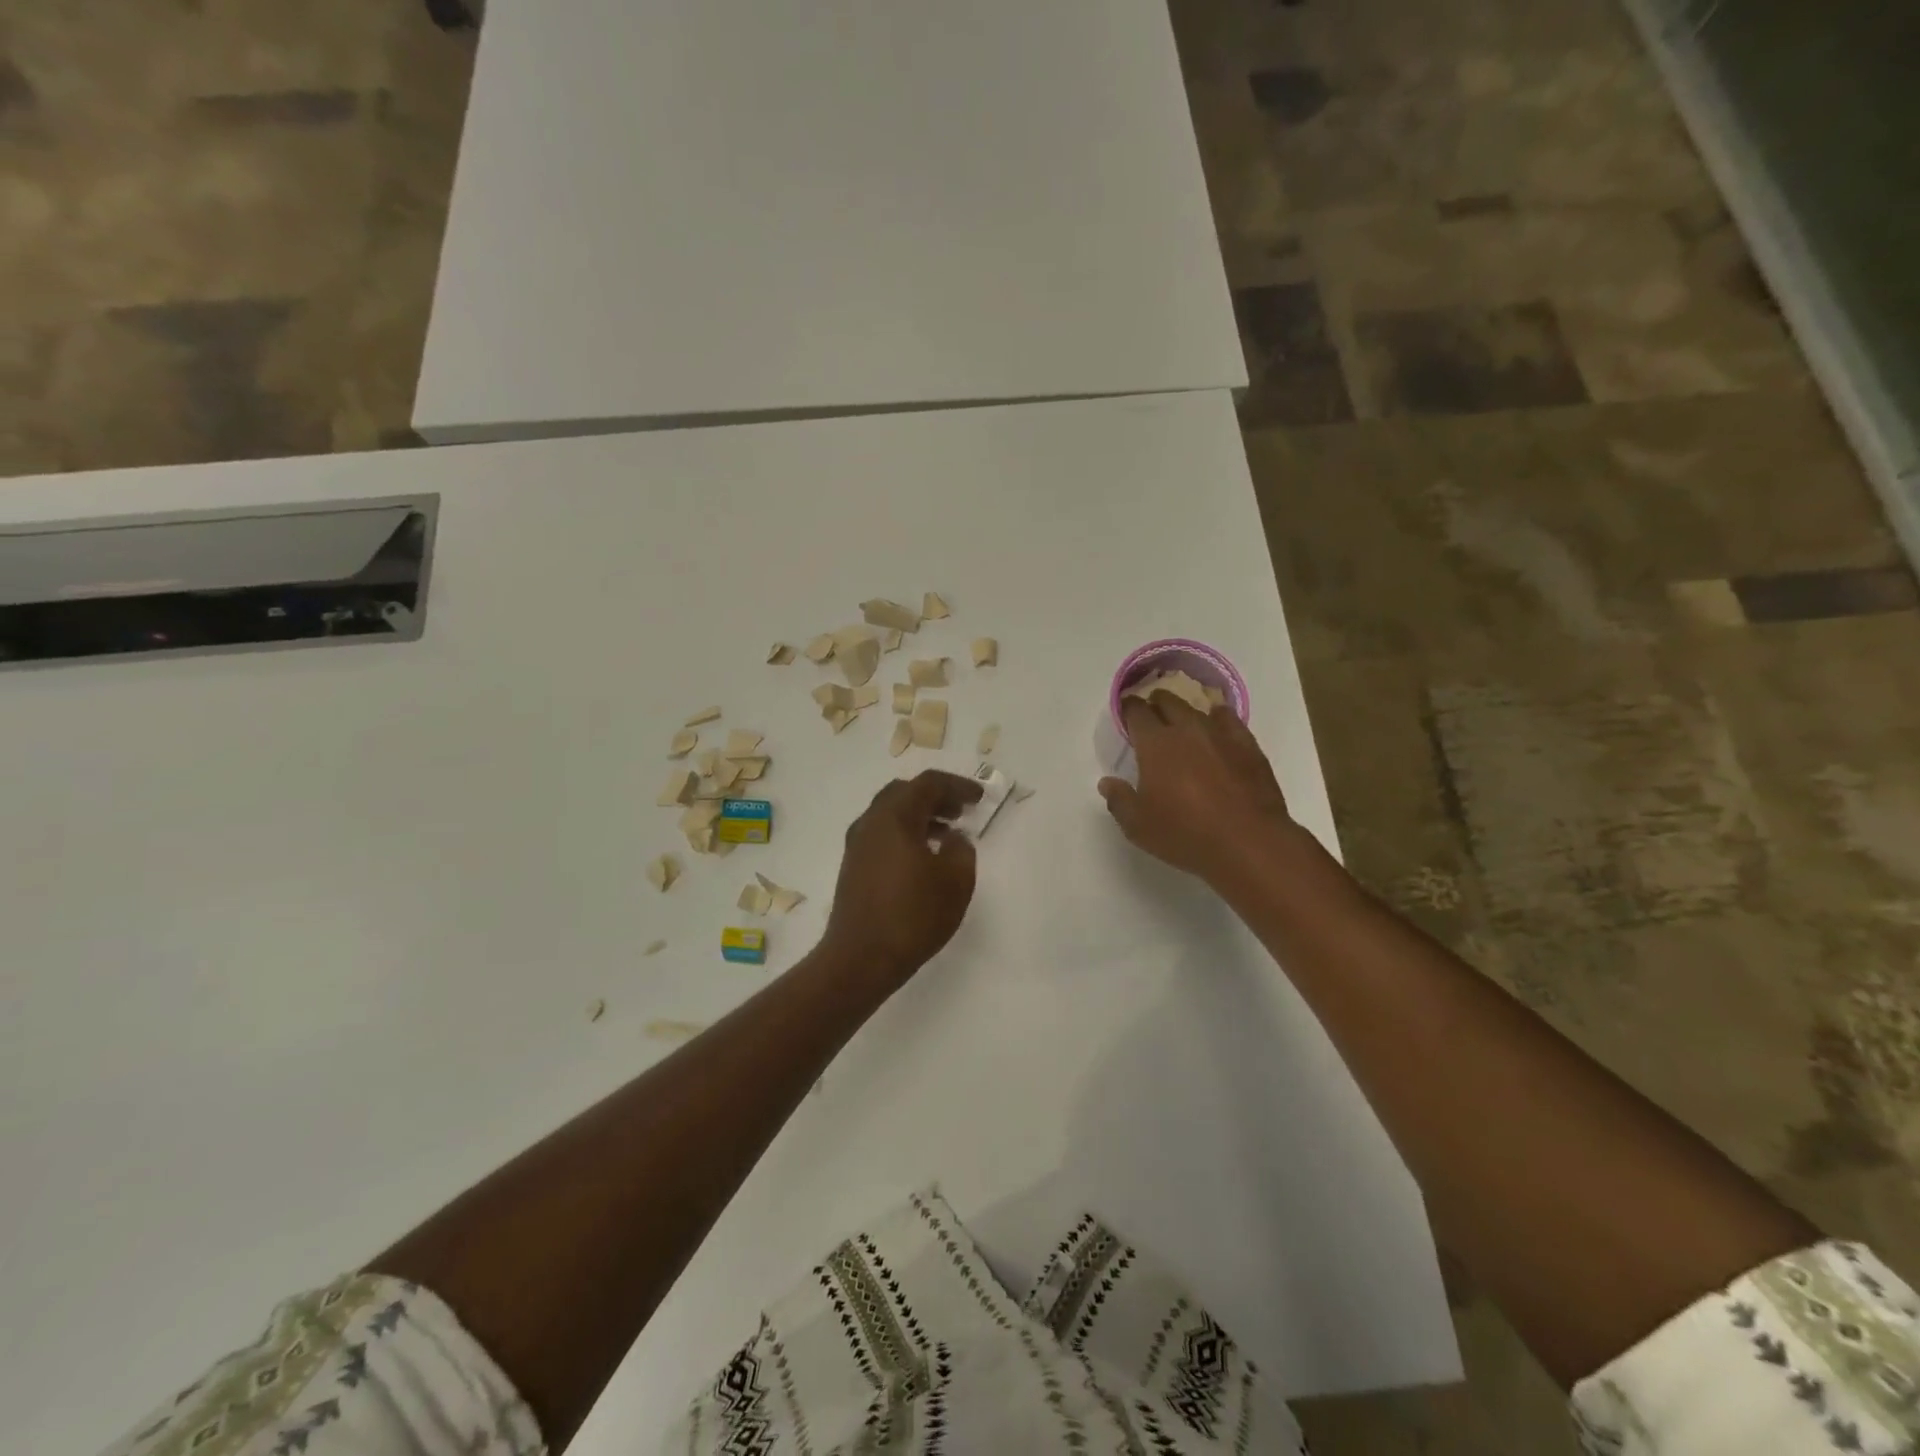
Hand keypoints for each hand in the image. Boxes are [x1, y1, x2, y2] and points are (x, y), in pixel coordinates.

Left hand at [822, 770, 983, 989]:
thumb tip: (954, 839)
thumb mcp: (955, 882)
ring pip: (891, 814)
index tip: (979, 798)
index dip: (957, 786)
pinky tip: (923, 858)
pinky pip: (882, 835)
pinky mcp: (853, 867)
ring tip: (947, 835)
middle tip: (960, 811)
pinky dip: (906, 834)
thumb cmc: (913, 916)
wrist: (860, 958)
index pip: (928, 784)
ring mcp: (857, 845)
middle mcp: (871, 822)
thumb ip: (962, 850)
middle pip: (904, 793)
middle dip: (935, 797)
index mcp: (895, 817)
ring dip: (920, 816)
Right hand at [1099, 693, 1296, 885]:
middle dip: (1156, 703)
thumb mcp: (1138, 826)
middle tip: (1151, 715)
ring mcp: (1221, 735)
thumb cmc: (1184, 833)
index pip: (1137, 712)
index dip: (1128, 709)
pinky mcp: (1248, 746)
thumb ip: (1119, 800)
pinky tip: (1217, 726)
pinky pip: (1229, 721)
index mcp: (1155, 744)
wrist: (1248, 843)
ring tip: (1181, 722)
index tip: (1125, 712)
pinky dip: (1218, 719)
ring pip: (1198, 709)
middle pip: (1168, 702)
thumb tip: (1107, 782)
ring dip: (1185, 712)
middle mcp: (1187, 729)